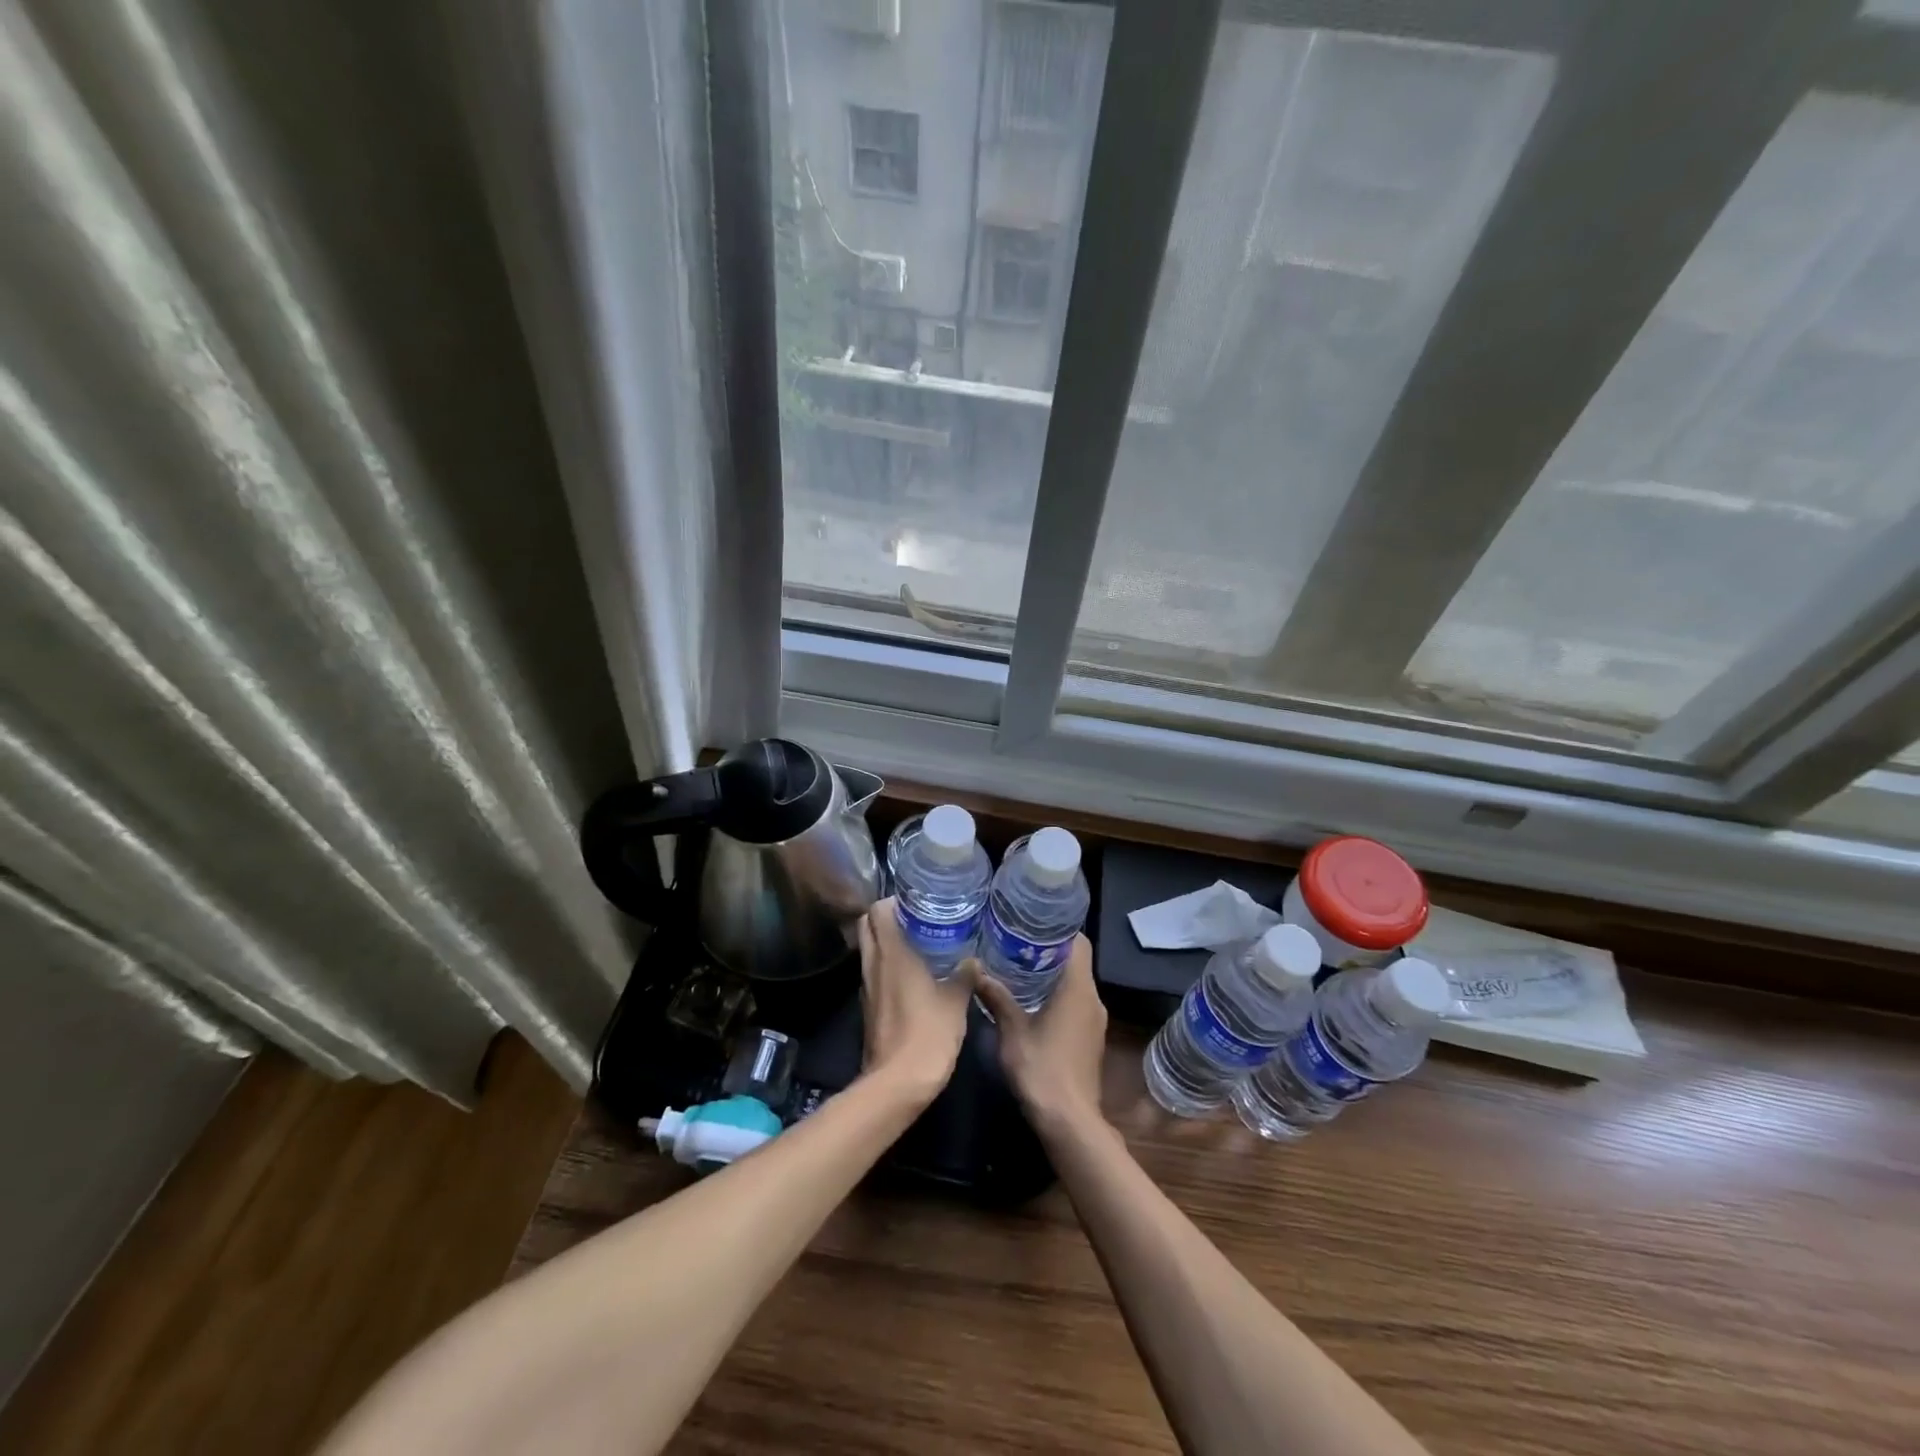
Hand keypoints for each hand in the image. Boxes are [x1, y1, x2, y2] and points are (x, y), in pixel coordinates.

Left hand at [856, 899, 976, 1105]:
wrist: (898, 1083)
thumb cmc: (928, 1034)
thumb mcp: (956, 1001)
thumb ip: (965, 976)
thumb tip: (973, 961)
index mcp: (892, 954)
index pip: (878, 911)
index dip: (893, 901)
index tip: (916, 900)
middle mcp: (873, 965)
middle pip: (867, 927)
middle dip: (885, 917)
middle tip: (915, 917)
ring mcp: (867, 988)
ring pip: (869, 951)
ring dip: (886, 941)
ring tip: (918, 941)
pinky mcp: (869, 1008)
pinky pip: (874, 974)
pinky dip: (887, 965)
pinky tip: (912, 974)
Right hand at [973, 934, 1107, 1138]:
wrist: (1070, 1122)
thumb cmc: (1042, 1069)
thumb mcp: (1012, 1032)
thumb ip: (997, 998)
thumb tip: (977, 970)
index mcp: (1078, 989)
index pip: (1079, 943)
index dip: (1059, 929)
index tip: (1033, 923)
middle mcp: (1093, 1000)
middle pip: (1076, 962)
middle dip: (1049, 951)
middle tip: (1016, 943)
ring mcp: (1095, 1021)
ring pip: (1076, 985)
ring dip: (1052, 975)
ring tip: (1019, 968)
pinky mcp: (1090, 1038)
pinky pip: (1076, 1004)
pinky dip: (1057, 996)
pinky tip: (1031, 1002)